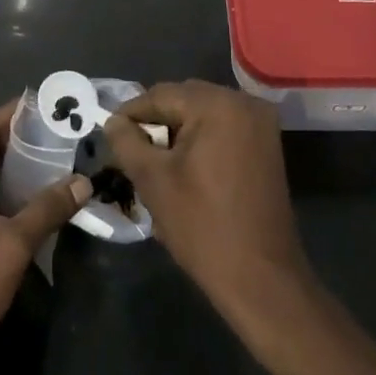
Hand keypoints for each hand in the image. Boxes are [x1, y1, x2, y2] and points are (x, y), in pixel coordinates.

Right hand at [103, 81, 315, 330]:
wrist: (262, 280)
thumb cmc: (203, 227)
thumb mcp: (153, 181)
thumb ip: (127, 142)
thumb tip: (113, 121)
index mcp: (217, 104)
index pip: (160, 94)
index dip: (131, 114)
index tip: (109, 133)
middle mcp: (244, 102)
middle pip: (184, 100)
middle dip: (155, 122)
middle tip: (130, 149)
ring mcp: (260, 124)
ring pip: (203, 114)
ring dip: (177, 132)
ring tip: (153, 160)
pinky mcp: (266, 145)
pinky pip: (223, 129)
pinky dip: (201, 141)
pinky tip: (183, 168)